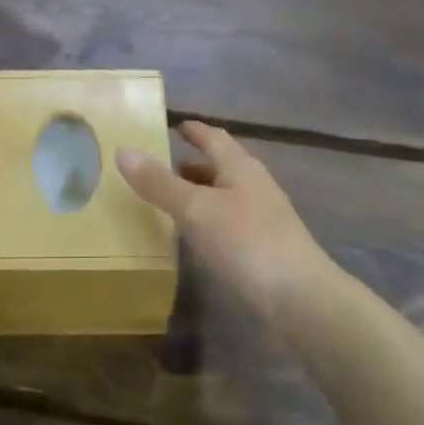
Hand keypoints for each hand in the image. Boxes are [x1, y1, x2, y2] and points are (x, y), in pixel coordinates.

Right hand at [115, 121, 330, 323]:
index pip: (215, 138)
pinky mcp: (265, 248)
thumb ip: (159, 183)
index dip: (195, 131)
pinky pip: (231, 222)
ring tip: (172, 202)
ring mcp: (264, 218)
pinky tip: (197, 237)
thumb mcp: (195, 209)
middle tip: (163, 167)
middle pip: (222, 166)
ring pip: (227, 196)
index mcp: (241, 167)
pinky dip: (210, 220)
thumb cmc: (246, 242)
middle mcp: (255, 186)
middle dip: (194, 165)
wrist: (300, 299)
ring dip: (202, 194)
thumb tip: (123, 150)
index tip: (175, 125)